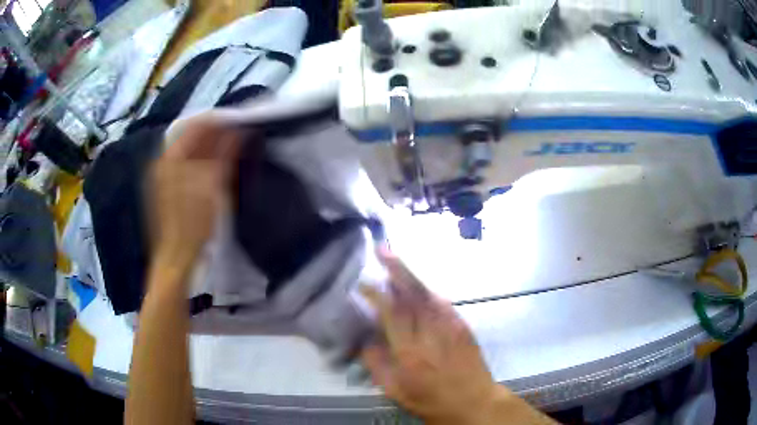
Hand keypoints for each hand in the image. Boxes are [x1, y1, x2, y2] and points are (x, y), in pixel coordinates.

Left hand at [148, 116, 241, 272]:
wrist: (176, 260)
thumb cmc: (192, 225)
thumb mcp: (211, 188)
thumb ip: (223, 156)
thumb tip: (238, 131)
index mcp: (169, 159)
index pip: (194, 125)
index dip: (217, 119)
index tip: (238, 118)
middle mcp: (163, 163)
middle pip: (190, 136)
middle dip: (214, 131)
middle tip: (238, 130)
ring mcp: (163, 176)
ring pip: (188, 150)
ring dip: (209, 145)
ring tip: (231, 143)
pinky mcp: (168, 188)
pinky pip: (186, 164)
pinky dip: (202, 159)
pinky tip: (217, 162)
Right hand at [362, 249, 553, 424]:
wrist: (475, 402)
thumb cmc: (432, 402)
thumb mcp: (397, 392)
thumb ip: (378, 365)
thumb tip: (367, 340)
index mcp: (410, 353)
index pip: (391, 314)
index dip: (377, 294)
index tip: (363, 283)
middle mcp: (431, 334)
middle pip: (412, 294)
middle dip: (396, 269)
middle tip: (382, 249)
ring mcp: (451, 327)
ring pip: (429, 293)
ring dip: (411, 275)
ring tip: (395, 260)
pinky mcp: (463, 326)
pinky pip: (442, 302)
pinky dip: (427, 290)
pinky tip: (419, 288)